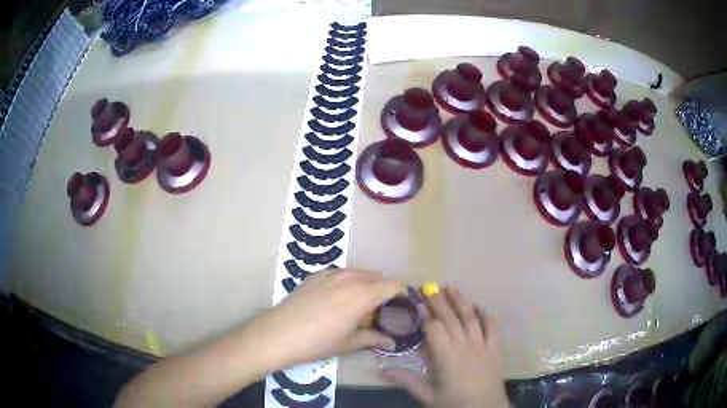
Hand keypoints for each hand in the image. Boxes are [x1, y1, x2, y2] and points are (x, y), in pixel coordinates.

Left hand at [242, 268, 403, 369]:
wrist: (279, 333)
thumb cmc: (318, 342)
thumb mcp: (349, 343)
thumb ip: (373, 339)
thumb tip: (392, 343)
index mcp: (363, 295)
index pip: (394, 284)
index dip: (402, 293)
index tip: (402, 305)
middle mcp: (351, 278)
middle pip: (378, 276)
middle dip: (384, 289)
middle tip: (380, 309)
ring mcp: (331, 274)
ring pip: (359, 272)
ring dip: (366, 284)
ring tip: (360, 304)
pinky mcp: (316, 275)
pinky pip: (341, 273)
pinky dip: (348, 281)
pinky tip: (338, 298)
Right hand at [382, 286, 508, 407]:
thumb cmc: (456, 405)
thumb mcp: (429, 397)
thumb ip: (409, 383)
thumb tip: (384, 372)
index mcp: (447, 358)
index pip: (435, 329)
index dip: (426, 315)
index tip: (417, 302)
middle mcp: (465, 346)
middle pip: (451, 319)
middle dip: (440, 301)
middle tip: (430, 286)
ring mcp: (483, 345)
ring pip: (471, 318)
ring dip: (461, 301)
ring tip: (451, 287)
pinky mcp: (495, 348)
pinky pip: (492, 326)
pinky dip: (485, 314)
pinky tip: (478, 306)